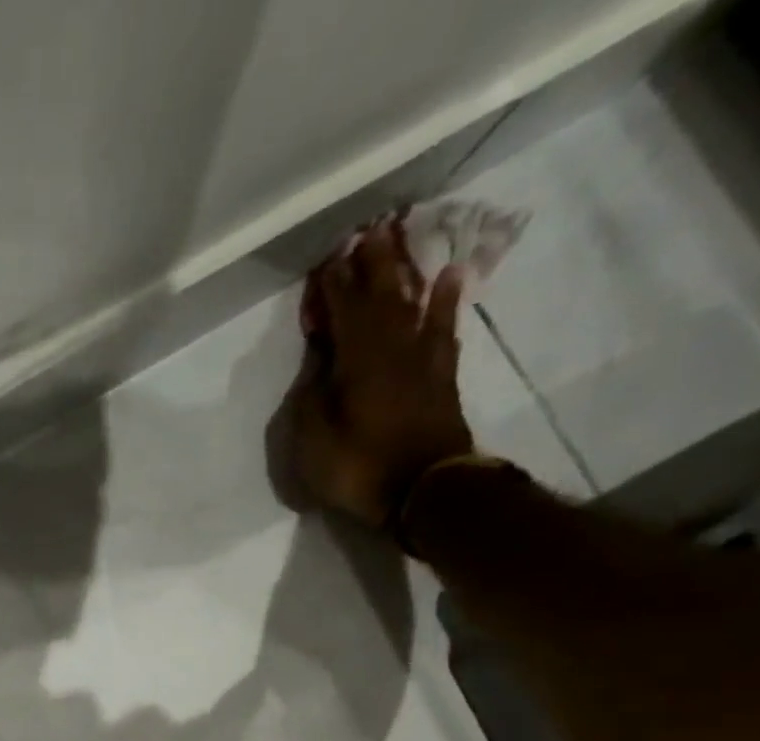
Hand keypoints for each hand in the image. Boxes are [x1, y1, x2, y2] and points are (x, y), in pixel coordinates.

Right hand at [282, 216, 474, 528]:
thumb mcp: (313, 442)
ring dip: (406, 272)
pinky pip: (443, 328)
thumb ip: (312, 398)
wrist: (426, 491)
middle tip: (370, 231)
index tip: (327, 261)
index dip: (333, 287)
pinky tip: (447, 278)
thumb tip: (318, 368)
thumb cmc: (360, 469)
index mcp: (357, 362)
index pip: (342, 313)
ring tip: (403, 240)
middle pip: (382, 297)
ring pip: (413, 304)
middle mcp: (392, 349)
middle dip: (373, 265)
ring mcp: (422, 360)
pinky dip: (445, 301)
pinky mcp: (441, 376)